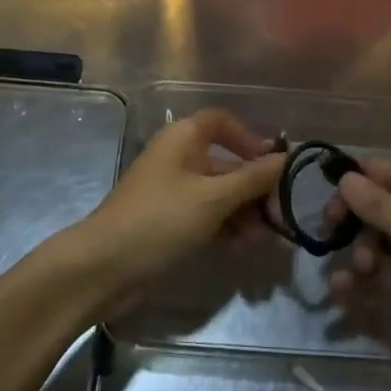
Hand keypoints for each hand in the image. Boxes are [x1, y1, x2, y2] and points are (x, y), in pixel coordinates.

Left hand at [70, 110, 284, 313]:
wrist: (103, 267)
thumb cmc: (160, 220)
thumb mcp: (213, 198)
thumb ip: (253, 178)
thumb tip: (287, 158)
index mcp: (184, 138)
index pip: (222, 123)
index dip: (250, 139)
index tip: (273, 166)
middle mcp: (179, 157)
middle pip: (227, 163)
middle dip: (253, 189)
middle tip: (277, 217)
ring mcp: (173, 191)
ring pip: (219, 194)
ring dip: (243, 213)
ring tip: (259, 242)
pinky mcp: (169, 220)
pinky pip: (206, 215)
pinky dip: (225, 227)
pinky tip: (241, 249)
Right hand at [325, 161, 390, 390]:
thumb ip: (382, 206)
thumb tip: (345, 178)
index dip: (364, 177)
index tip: (328, 182)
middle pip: (383, 209)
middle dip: (359, 220)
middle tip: (331, 226)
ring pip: (375, 244)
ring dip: (360, 254)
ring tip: (361, 270)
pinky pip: (374, 278)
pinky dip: (357, 282)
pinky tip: (341, 290)